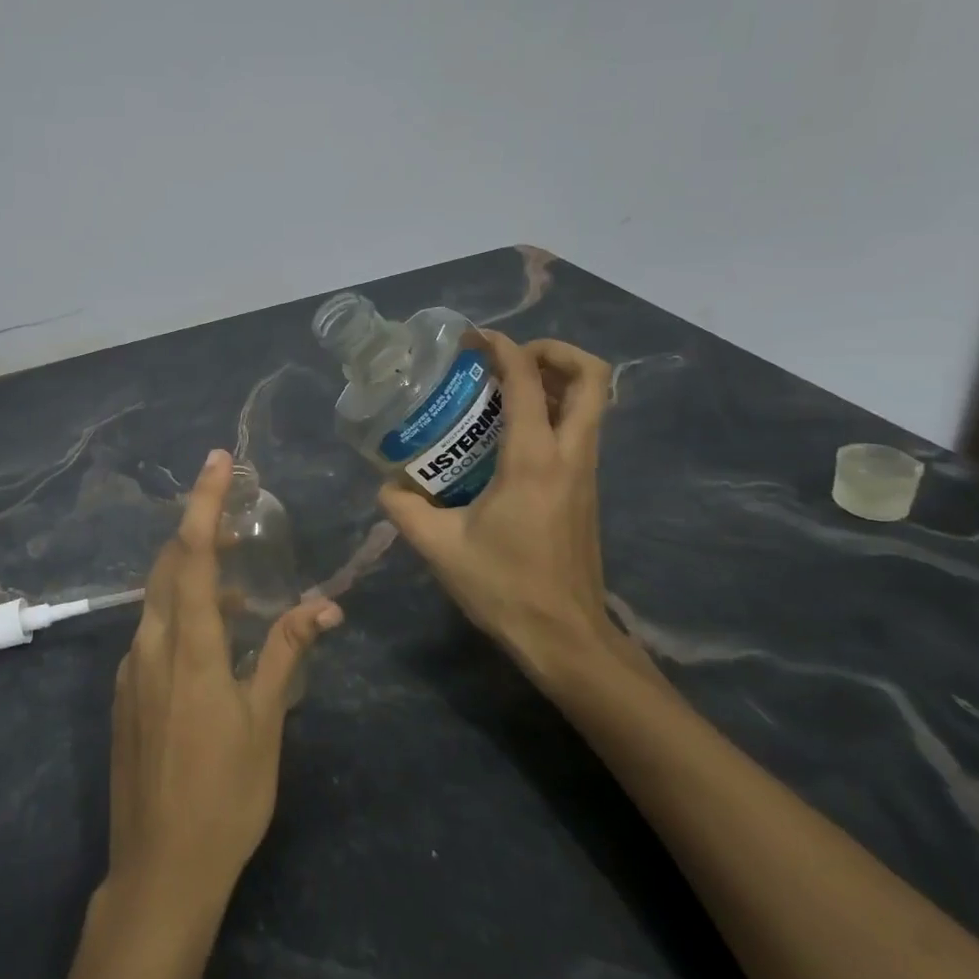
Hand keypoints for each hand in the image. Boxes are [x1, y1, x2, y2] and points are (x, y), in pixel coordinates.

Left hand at [108, 448, 343, 903]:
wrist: (159, 870)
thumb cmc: (225, 794)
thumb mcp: (265, 721)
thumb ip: (286, 651)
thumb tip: (323, 606)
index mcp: (189, 644)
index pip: (194, 553)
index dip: (205, 501)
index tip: (219, 460)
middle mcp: (151, 644)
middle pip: (169, 564)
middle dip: (199, 530)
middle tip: (238, 518)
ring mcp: (130, 668)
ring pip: (157, 597)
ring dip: (192, 574)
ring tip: (237, 580)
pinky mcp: (124, 693)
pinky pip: (150, 630)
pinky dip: (179, 611)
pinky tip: (210, 635)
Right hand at [378, 332, 616, 683]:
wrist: (566, 639)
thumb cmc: (505, 588)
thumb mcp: (439, 547)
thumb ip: (404, 508)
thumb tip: (387, 485)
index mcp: (533, 459)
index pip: (527, 378)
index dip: (502, 346)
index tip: (471, 340)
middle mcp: (569, 455)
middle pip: (591, 376)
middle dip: (552, 351)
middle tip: (506, 358)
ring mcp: (585, 472)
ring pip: (592, 401)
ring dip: (554, 379)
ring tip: (504, 386)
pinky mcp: (586, 489)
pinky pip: (580, 428)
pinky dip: (553, 410)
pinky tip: (508, 432)